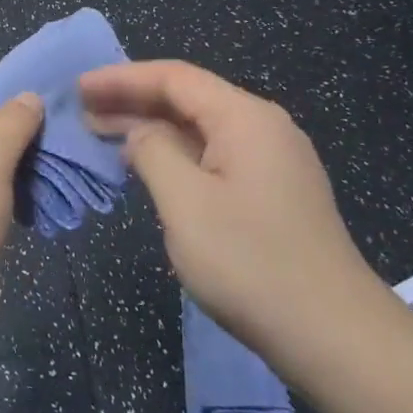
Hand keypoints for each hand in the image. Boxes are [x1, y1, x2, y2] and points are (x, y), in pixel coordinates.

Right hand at [80, 60, 389, 383]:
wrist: (333, 334)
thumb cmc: (250, 262)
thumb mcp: (185, 202)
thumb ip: (153, 152)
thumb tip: (140, 133)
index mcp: (245, 118)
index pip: (175, 78)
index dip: (122, 78)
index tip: (79, 87)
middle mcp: (263, 128)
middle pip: (189, 98)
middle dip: (133, 101)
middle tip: (83, 112)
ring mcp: (272, 161)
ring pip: (200, 129)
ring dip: (151, 129)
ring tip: (104, 135)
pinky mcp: (272, 192)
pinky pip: (213, 155)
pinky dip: (175, 154)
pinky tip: (148, 167)